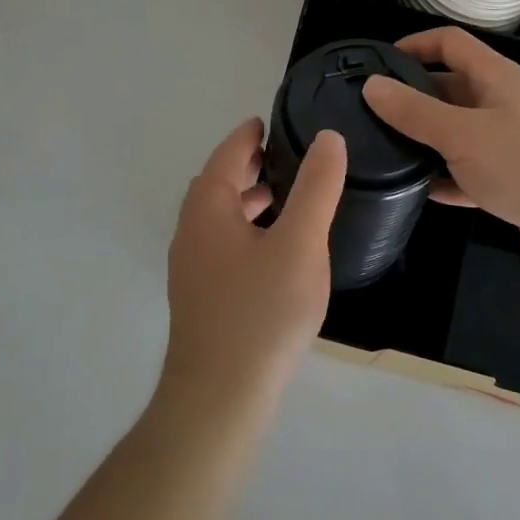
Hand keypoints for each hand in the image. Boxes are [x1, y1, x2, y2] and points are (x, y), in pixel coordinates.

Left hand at [158, 118, 346, 418]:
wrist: (219, 398)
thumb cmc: (261, 311)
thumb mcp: (300, 242)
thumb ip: (316, 187)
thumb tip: (328, 138)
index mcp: (209, 206)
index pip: (229, 153)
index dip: (251, 134)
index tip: (273, 121)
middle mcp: (192, 229)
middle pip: (220, 182)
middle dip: (251, 165)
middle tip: (288, 155)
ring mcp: (192, 265)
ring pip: (221, 216)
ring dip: (250, 199)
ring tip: (288, 197)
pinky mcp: (201, 295)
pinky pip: (224, 243)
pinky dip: (248, 229)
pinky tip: (276, 250)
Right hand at [363, 26, 519, 269]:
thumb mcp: (461, 134)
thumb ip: (414, 111)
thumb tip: (371, 84)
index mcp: (496, 77)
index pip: (449, 42)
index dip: (414, 44)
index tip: (379, 63)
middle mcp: (503, 102)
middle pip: (451, 86)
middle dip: (414, 96)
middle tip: (373, 114)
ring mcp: (510, 140)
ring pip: (459, 130)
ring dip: (428, 139)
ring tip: (387, 150)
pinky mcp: (514, 177)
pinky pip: (470, 169)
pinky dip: (448, 175)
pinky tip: (421, 190)